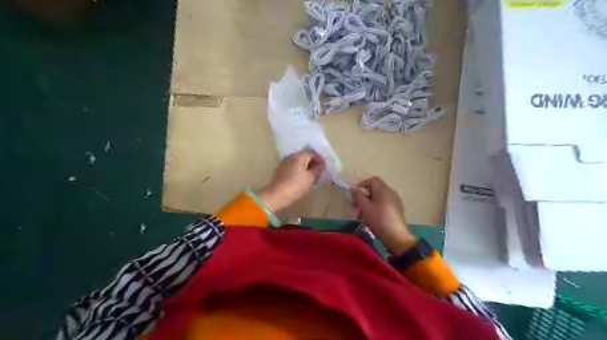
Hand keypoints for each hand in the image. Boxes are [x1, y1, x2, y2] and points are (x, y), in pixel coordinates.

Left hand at [254, 150, 323, 210]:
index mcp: (299, 156)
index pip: (312, 152)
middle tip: (318, 172)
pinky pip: (293, 166)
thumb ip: (317, 169)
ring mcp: (285, 162)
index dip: (320, 159)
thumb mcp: (311, 178)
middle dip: (313, 162)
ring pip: (298, 161)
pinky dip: (299, 169)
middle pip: (305, 155)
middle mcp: (291, 156)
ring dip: (306, 166)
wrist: (277, 194)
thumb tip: (320, 165)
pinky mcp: (281, 169)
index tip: (323, 168)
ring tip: (311, 176)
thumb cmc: (296, 185)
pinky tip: (302, 178)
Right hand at [351, 179, 417, 254]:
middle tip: (356, 205)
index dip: (362, 184)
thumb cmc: (378, 220)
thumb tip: (354, 188)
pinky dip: (376, 206)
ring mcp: (395, 201)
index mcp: (383, 189)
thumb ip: (358, 196)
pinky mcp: (397, 209)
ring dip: (369, 202)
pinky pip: (384, 203)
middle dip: (364, 194)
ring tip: (362, 213)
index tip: (355, 194)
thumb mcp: (365, 208)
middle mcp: (391, 192)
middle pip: (376, 188)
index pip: (372, 179)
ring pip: (379, 196)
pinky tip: (371, 217)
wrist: (396, 237)